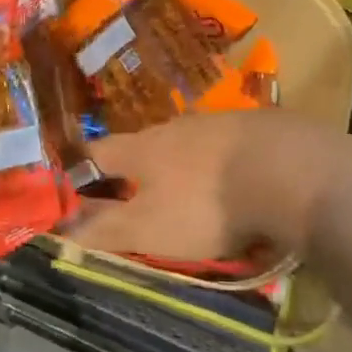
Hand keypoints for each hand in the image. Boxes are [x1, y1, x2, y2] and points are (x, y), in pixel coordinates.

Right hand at [70, 110, 351, 263]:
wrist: (293, 170)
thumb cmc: (207, 204)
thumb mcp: (148, 228)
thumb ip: (103, 228)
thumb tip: (58, 228)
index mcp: (142, 147)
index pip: (97, 152)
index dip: (80, 170)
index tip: (73, 186)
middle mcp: (176, 126)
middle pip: (144, 145)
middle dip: (135, 169)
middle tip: (134, 196)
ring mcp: (220, 123)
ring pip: (188, 144)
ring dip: (181, 165)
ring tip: (188, 192)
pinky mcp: (259, 128)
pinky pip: (228, 147)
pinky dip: (223, 165)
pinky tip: (237, 183)